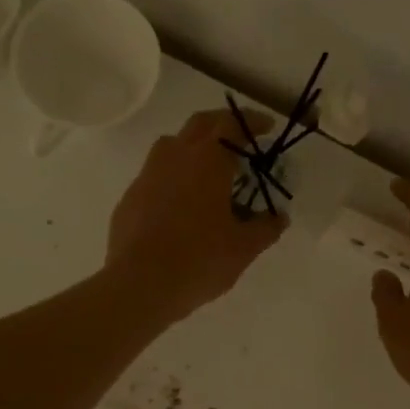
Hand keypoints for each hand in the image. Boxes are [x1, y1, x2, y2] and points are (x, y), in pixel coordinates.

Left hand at [106, 108, 286, 322]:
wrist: (140, 285)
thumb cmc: (199, 260)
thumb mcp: (243, 248)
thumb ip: (266, 228)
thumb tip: (279, 218)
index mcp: (207, 161)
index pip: (232, 124)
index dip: (251, 122)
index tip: (266, 128)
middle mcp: (174, 157)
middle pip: (199, 124)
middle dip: (222, 125)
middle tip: (240, 140)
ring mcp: (147, 175)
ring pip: (171, 146)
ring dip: (193, 147)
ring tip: (208, 170)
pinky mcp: (130, 198)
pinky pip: (155, 176)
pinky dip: (172, 178)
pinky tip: (180, 204)